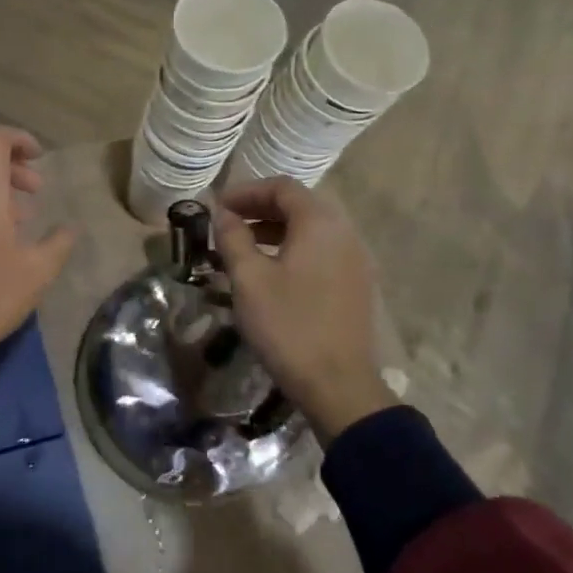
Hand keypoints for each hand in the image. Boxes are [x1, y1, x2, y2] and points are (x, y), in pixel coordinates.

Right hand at [215, 178, 396, 445]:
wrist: (337, 385)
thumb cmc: (288, 325)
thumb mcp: (249, 279)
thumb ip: (233, 238)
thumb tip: (224, 214)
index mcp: (320, 224)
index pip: (282, 187)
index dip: (246, 191)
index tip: (217, 207)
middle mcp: (344, 233)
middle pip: (300, 205)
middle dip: (260, 208)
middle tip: (227, 224)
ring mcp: (355, 260)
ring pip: (311, 229)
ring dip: (275, 230)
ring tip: (242, 248)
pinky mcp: (355, 284)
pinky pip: (321, 251)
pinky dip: (293, 249)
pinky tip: (270, 272)